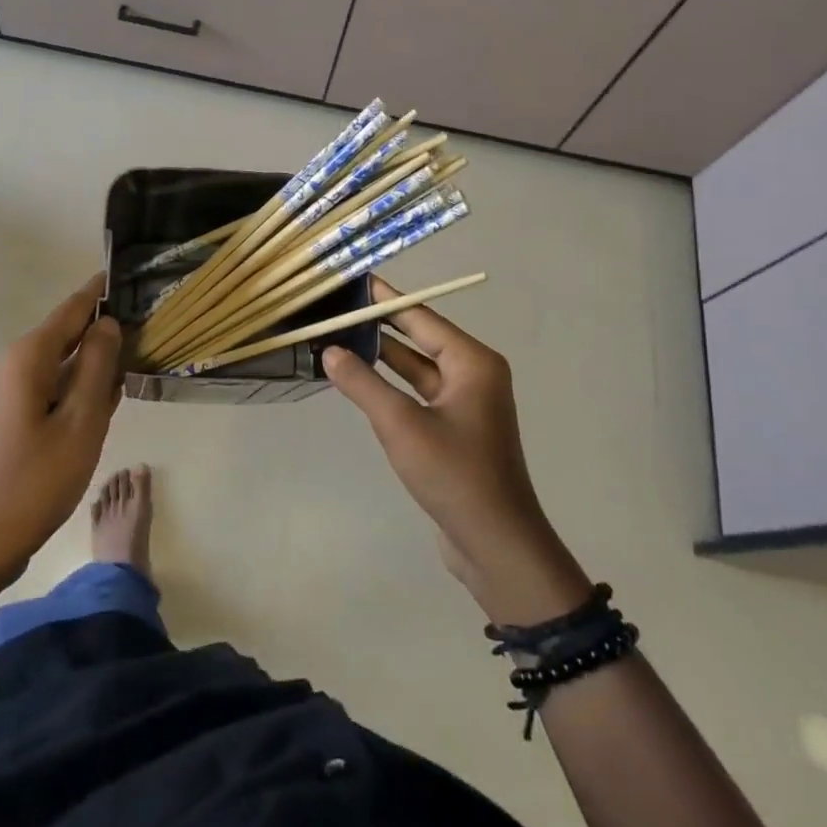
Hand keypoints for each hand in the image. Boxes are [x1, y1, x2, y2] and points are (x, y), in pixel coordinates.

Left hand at [0, 273, 122, 590]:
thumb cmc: (35, 481)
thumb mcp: (81, 421)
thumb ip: (97, 365)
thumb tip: (108, 323)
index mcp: (29, 357)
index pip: (74, 306)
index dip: (104, 290)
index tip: (136, 275)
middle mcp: (17, 364)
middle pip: (70, 332)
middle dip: (107, 329)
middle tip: (153, 326)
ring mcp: (14, 392)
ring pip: (66, 362)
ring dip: (98, 363)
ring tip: (141, 358)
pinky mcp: (16, 416)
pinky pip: (57, 388)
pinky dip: (83, 389)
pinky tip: (110, 402)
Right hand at [322, 277, 590, 624]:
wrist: (496, 544)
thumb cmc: (454, 475)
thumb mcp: (401, 425)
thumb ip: (363, 384)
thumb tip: (330, 351)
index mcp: (472, 362)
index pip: (421, 317)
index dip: (385, 299)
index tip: (353, 281)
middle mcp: (474, 374)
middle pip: (420, 338)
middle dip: (380, 326)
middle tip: (338, 310)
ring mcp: (466, 403)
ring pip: (417, 368)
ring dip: (383, 357)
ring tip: (339, 338)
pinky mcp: (456, 429)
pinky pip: (419, 394)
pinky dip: (392, 385)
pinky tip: (361, 381)